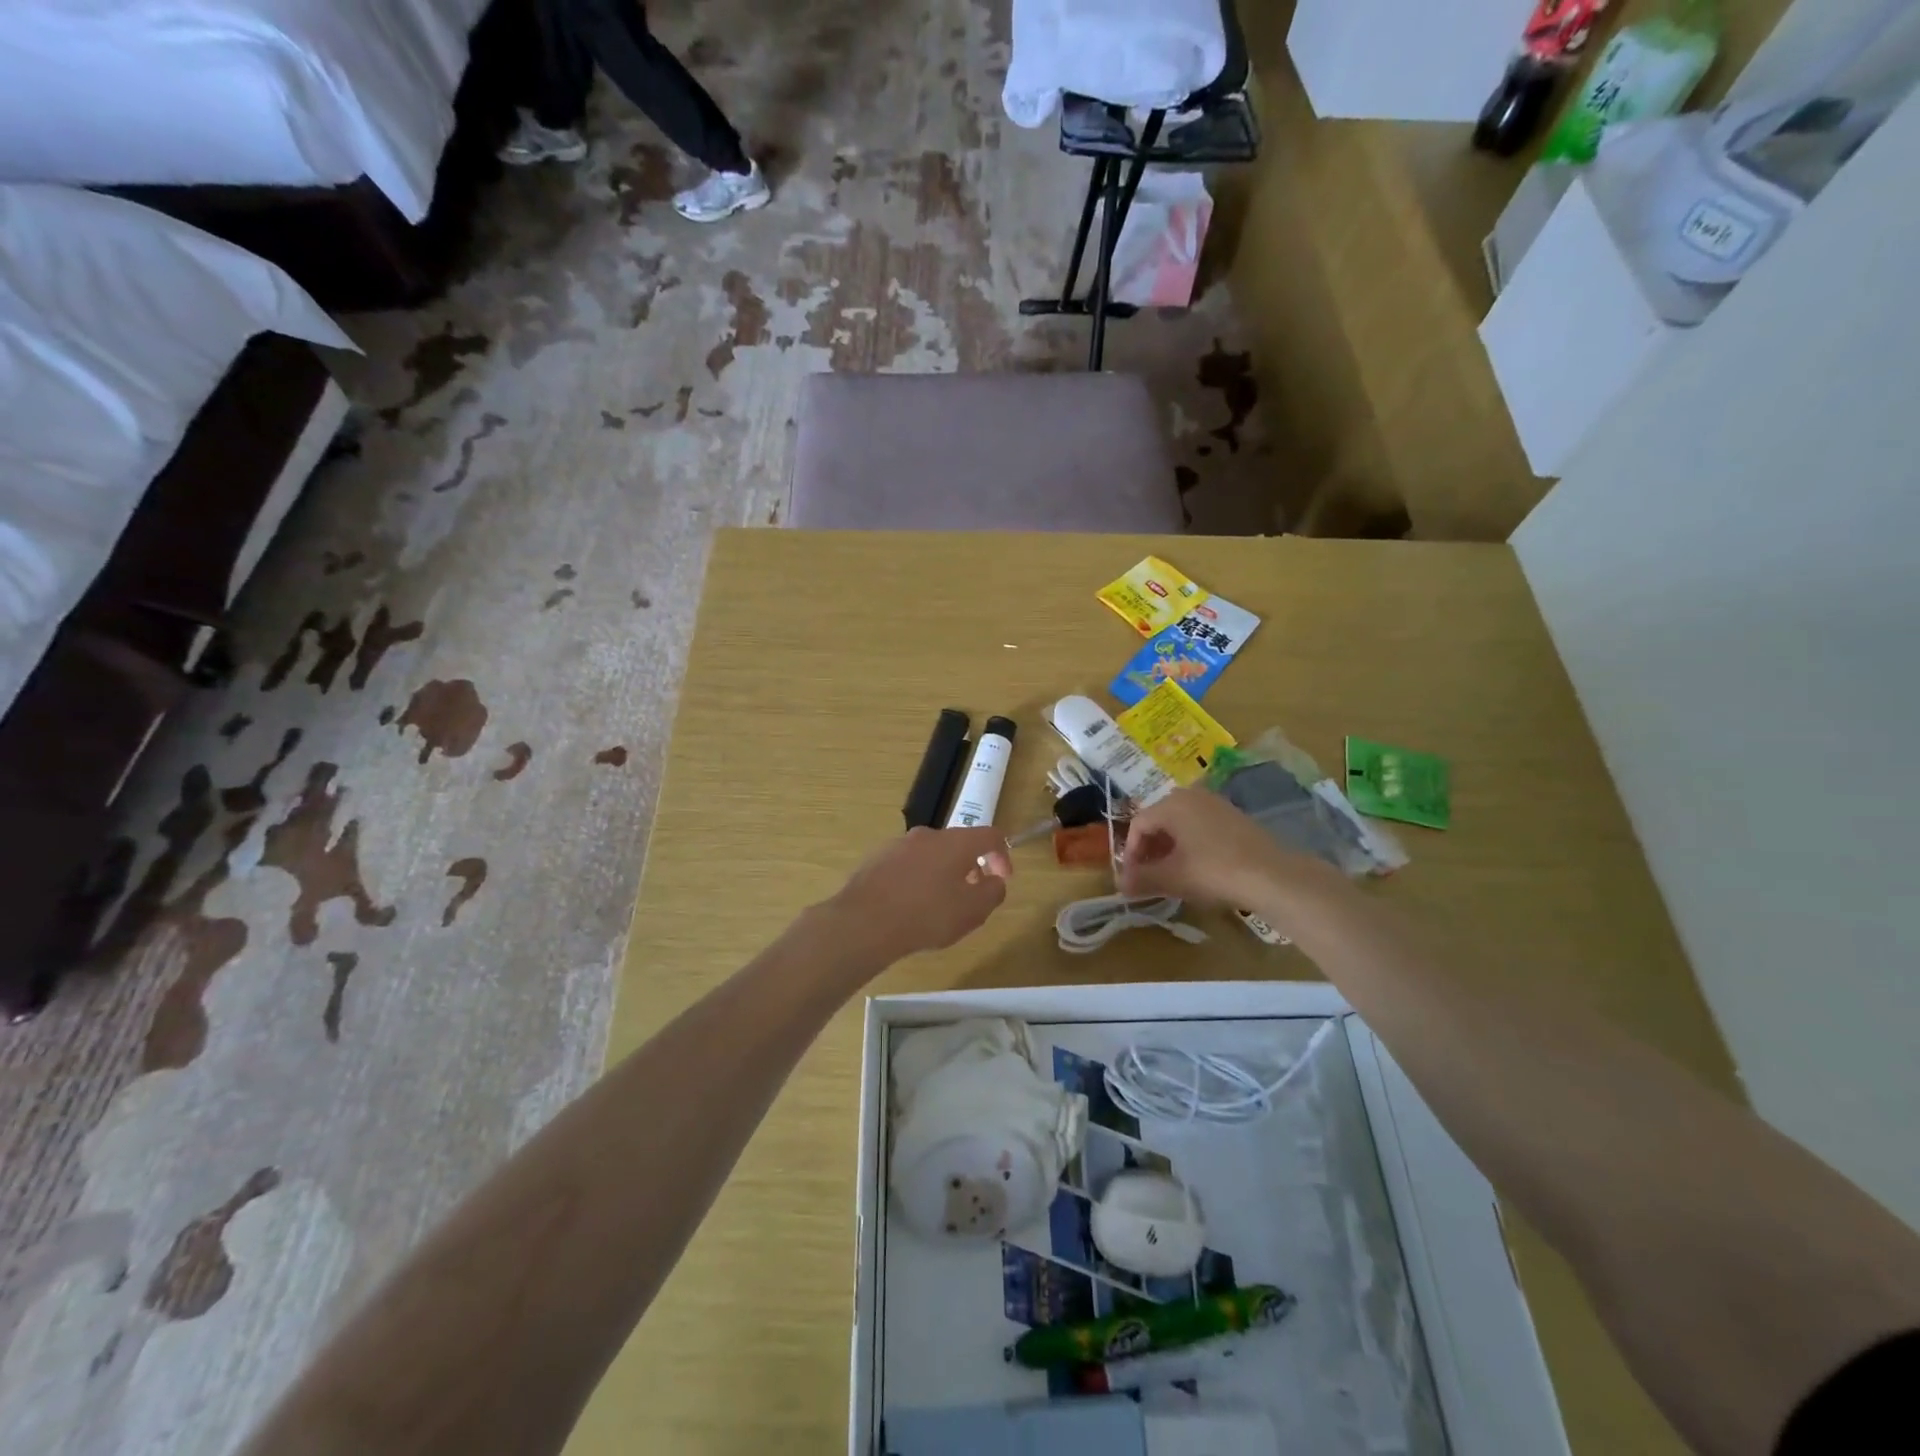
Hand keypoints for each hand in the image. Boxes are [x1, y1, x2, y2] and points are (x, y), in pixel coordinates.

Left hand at [825, 826, 1011, 966]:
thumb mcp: (973, 911)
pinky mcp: (877, 859)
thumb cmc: (927, 915)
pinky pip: (908, 865)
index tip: (1002, 879)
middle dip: (971, 867)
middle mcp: (927, 835)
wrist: (864, 922)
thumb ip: (993, 893)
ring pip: (932, 854)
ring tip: (940, 905)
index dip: (1003, 855)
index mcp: (955, 842)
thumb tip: (994, 881)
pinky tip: (911, 907)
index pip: (990, 835)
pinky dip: (918, 879)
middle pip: (959, 844)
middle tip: (972, 896)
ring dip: (943, 873)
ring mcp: (898, 845)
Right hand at [1120, 788, 1339, 908]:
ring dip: (1169, 848)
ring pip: (1180, 824)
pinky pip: (1200, 826)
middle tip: (1148, 876)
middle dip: (1149, 850)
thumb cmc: (1213, 871)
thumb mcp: (1172, 878)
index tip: (1132, 878)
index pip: (1138, 824)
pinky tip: (1196, 868)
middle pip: (1159, 821)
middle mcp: (1191, 795)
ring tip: (1170, 874)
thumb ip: (1141, 879)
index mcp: (1172, 803)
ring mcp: (1215, 803)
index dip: (1130, 853)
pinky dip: (1190, 845)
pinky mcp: (1234, 816)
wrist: (1273, 876)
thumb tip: (1120, 885)